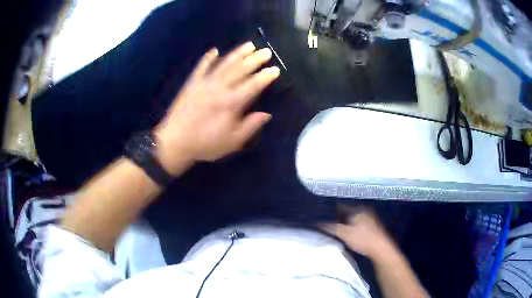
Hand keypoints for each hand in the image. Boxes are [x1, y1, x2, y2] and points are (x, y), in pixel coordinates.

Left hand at [154, 42, 279, 173]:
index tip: (275, 69)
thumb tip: (266, 114)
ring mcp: (204, 83)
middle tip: (266, 51)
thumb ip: (250, 126)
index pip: (253, 85)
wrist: (174, 142)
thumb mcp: (232, 142)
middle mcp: (219, 88)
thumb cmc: (205, 144)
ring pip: (224, 64)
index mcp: (231, 103)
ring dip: (237, 53)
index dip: (265, 77)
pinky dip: (208, 58)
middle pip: (240, 70)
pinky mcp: (192, 84)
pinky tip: (214, 50)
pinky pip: (201, 67)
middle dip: (255, 59)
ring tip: (249, 44)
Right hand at [321, 206, 396, 258]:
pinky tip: (346, 234)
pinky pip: (357, 224)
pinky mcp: (372, 228)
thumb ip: (331, 227)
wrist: (380, 249)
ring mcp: (369, 219)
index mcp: (358, 210)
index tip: (322, 215)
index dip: (331, 210)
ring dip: (344, 223)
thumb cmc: (363, 239)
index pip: (341, 206)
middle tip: (326, 222)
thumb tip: (318, 223)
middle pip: (347, 213)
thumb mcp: (344, 234)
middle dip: (338, 217)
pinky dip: (351, 227)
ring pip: (353, 219)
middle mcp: (365, 212)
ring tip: (334, 228)